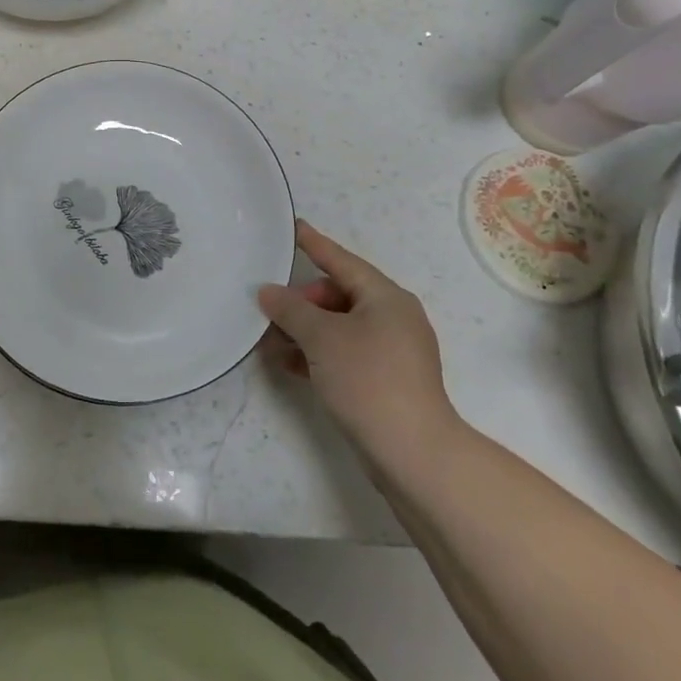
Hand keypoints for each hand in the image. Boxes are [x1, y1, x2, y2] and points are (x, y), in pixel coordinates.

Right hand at [258, 220, 462, 470]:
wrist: (412, 452)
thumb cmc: (368, 379)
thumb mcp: (322, 338)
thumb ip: (291, 309)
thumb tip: (268, 292)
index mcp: (385, 297)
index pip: (342, 260)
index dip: (314, 244)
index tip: (293, 227)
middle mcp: (393, 317)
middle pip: (339, 295)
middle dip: (302, 302)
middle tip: (270, 312)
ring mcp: (392, 351)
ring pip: (339, 327)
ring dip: (305, 331)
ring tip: (271, 341)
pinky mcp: (387, 380)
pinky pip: (345, 353)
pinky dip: (318, 354)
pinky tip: (290, 365)